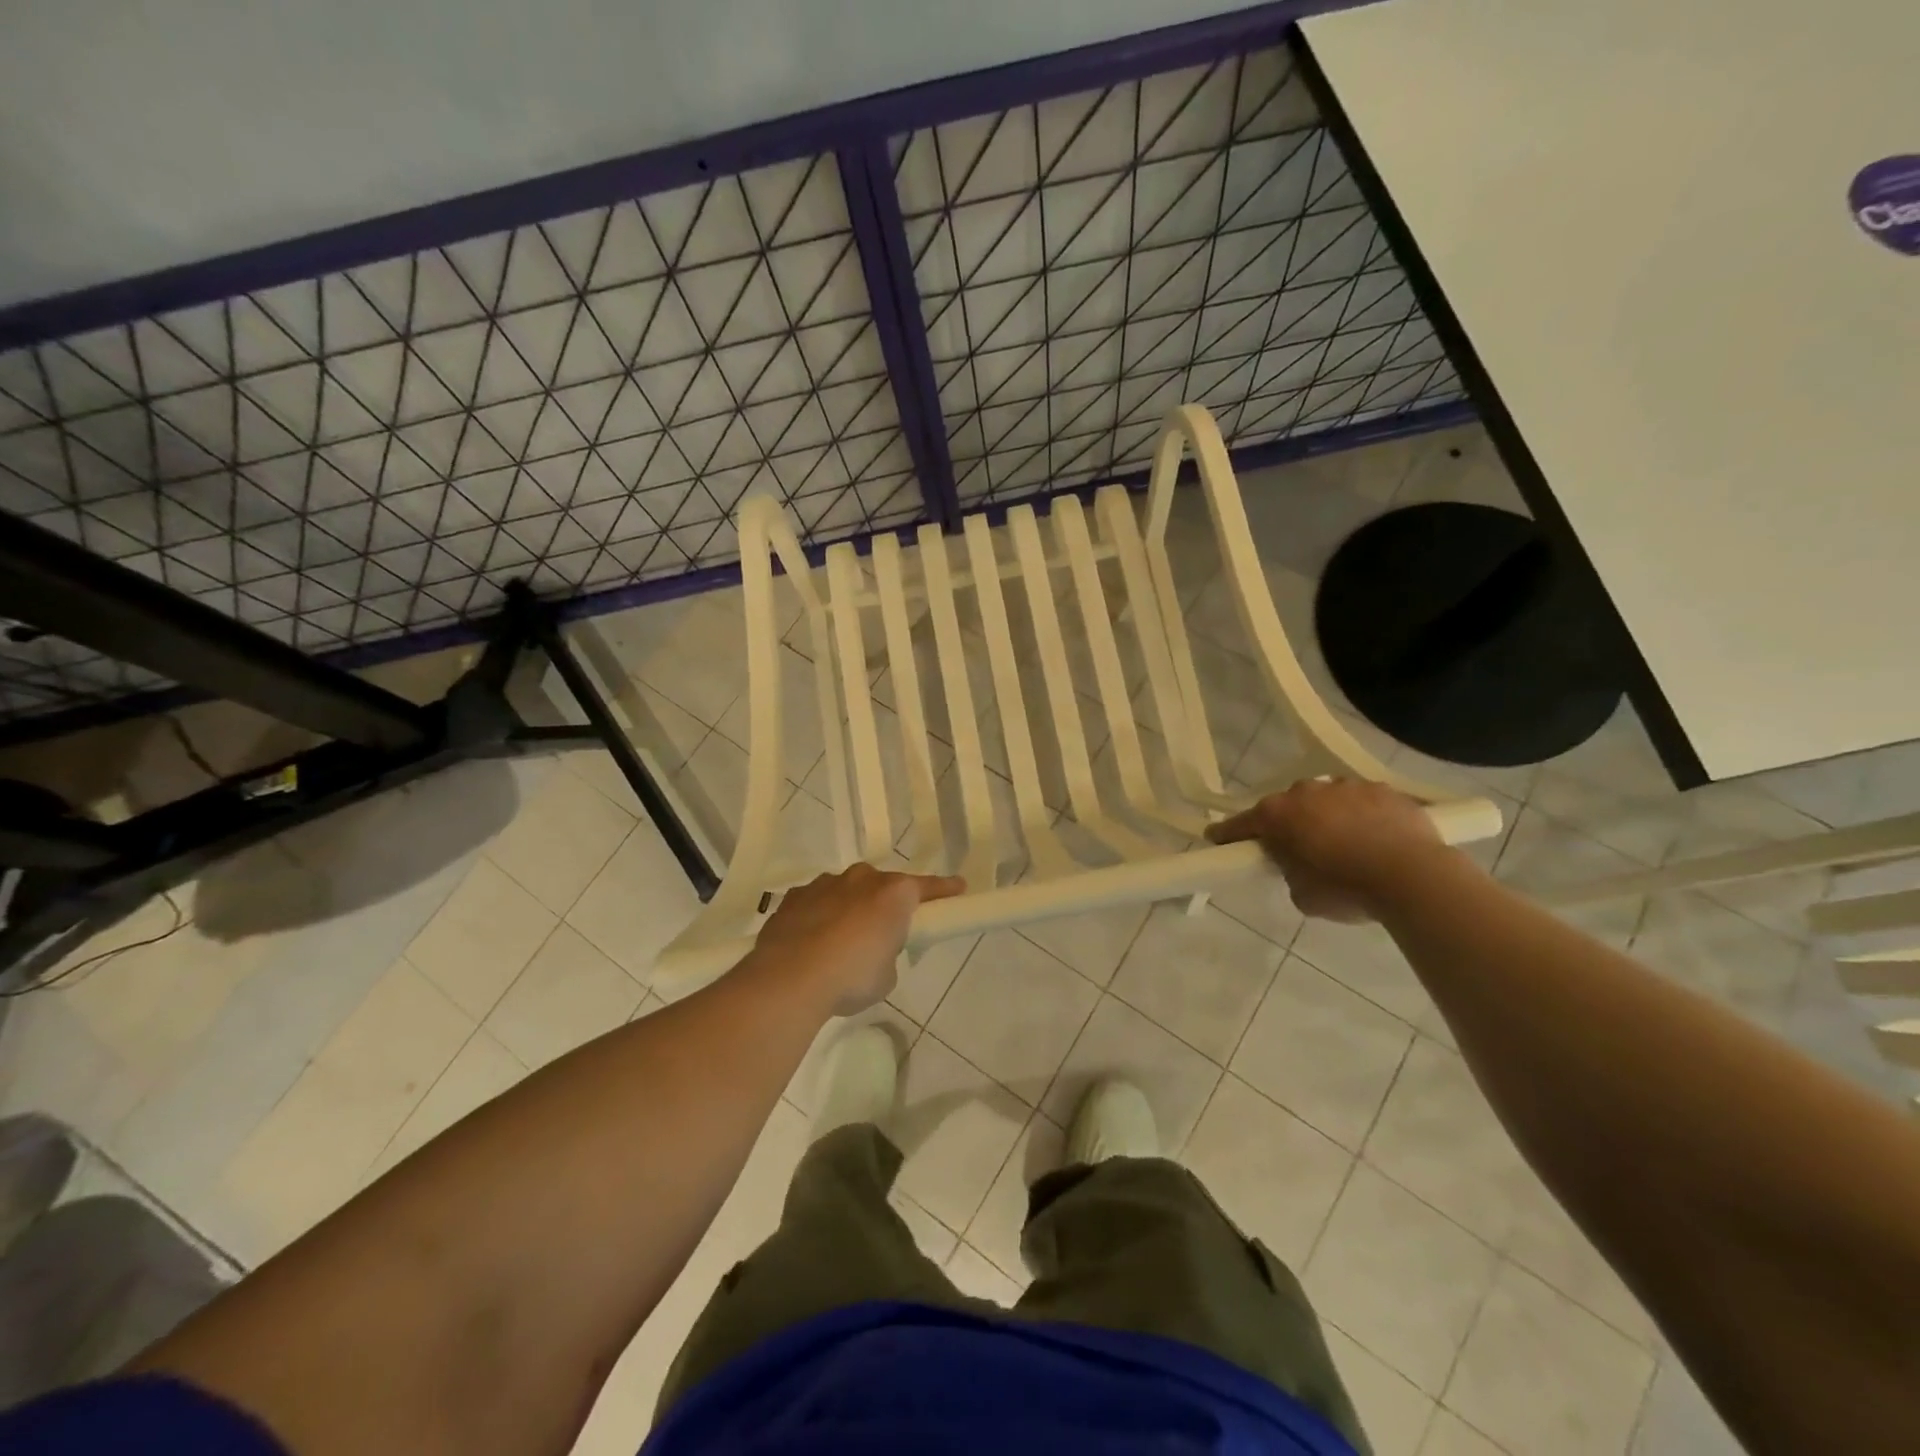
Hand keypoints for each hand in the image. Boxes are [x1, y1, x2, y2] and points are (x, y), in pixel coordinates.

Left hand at [752, 863, 965, 1014]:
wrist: (790, 978)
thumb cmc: (852, 976)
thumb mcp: (886, 975)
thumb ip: (886, 954)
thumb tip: (872, 951)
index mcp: (894, 893)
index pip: (927, 887)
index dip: (944, 890)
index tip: (959, 888)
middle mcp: (861, 879)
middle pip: (881, 886)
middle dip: (884, 903)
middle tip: (884, 931)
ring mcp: (824, 884)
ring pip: (845, 890)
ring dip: (849, 908)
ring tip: (840, 942)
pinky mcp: (794, 897)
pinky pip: (815, 903)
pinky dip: (818, 917)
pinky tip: (810, 942)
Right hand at [1207, 778, 1448, 921]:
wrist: (1414, 877)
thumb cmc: (1346, 889)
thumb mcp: (1302, 893)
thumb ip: (1289, 870)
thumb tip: (1297, 861)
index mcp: (1278, 814)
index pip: (1241, 823)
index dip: (1228, 833)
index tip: (1216, 838)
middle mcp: (1307, 791)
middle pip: (1288, 806)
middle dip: (1289, 824)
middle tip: (1299, 850)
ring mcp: (1347, 786)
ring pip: (1327, 800)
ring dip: (1328, 817)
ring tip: (1346, 845)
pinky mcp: (1384, 790)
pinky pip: (1364, 802)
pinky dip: (1364, 817)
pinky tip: (1377, 839)